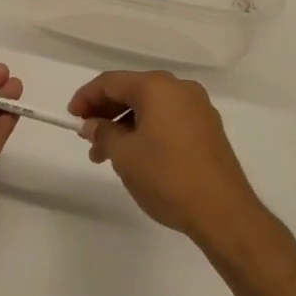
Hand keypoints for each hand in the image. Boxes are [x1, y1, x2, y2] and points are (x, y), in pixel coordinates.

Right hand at [71, 70, 262, 245]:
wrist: (224, 213)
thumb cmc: (167, 177)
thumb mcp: (124, 155)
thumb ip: (103, 133)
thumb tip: (93, 124)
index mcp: (157, 86)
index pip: (111, 82)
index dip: (86, 97)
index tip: (71, 117)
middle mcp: (180, 89)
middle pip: (132, 92)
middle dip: (106, 113)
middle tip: (87, 138)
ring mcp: (198, 109)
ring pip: (151, 108)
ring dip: (126, 126)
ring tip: (108, 156)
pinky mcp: (208, 130)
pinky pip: (168, 120)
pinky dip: (147, 131)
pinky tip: (136, 156)